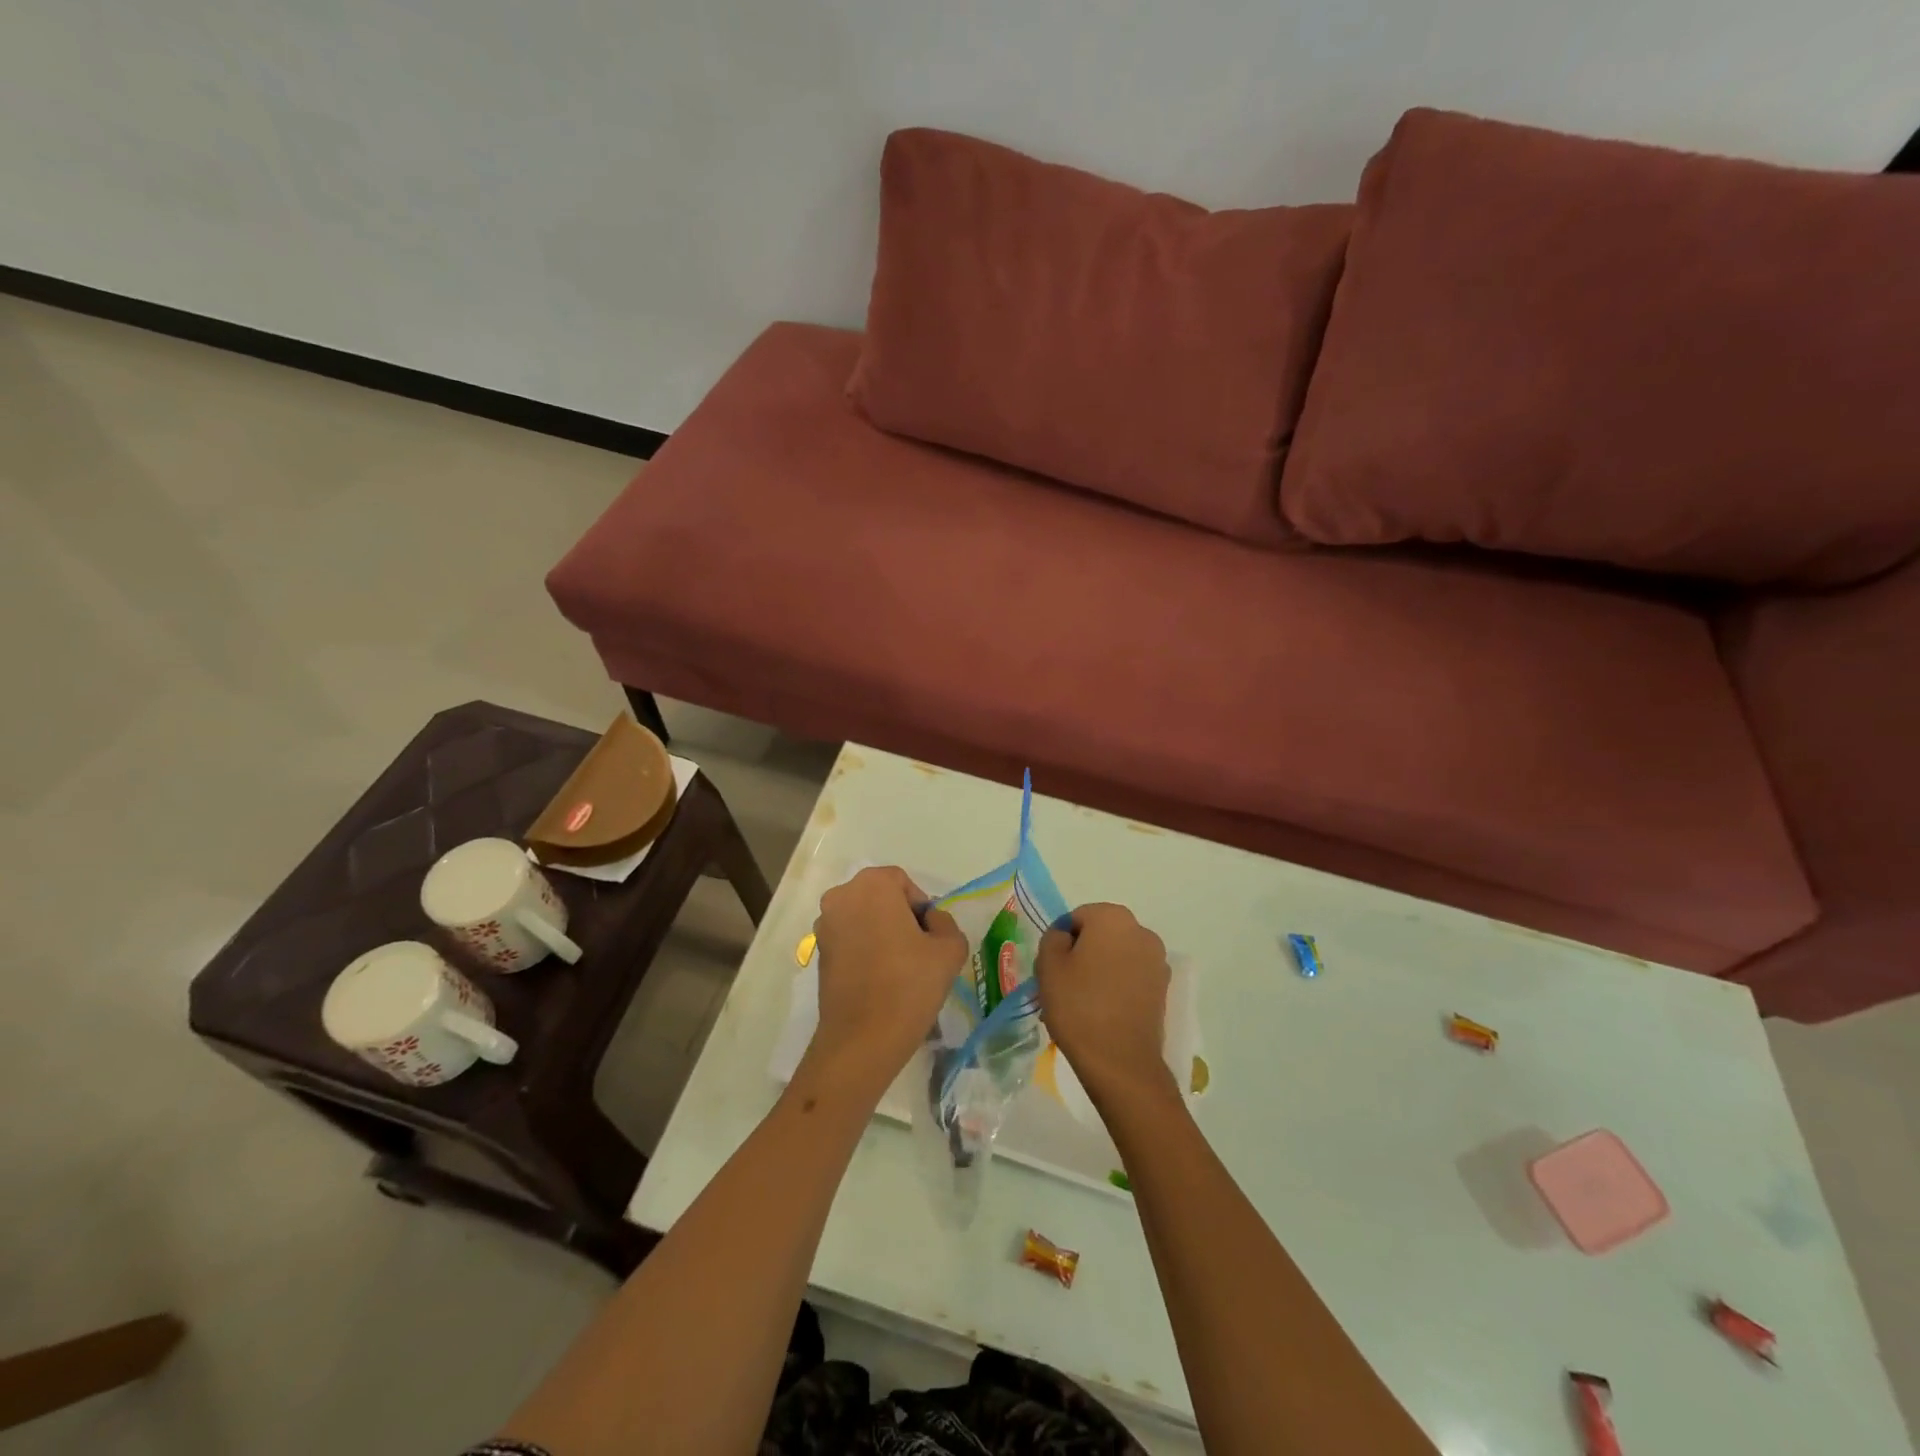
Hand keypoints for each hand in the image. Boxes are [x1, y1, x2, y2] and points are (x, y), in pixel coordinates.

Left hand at [806, 866, 965, 1094]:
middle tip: (918, 952)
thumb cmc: (908, 986)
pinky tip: (880, 979)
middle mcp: (842, 896)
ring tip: (900, 969)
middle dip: (900, 918)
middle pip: (881, 897)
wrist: (862, 1040)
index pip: (904, 883)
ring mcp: (824, 925)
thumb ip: (945, 923)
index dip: (922, 908)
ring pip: (864, 919)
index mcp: (872, 885)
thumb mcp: (949, 949)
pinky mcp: (818, 952)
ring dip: (882, 934)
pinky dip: (865, 950)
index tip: (930, 938)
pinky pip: (850, 939)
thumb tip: (930, 922)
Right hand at [1036, 903, 1174, 1102]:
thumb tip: (1065, 937)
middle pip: (1100, 934)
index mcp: (1113, 917)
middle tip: (1066, 985)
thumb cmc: (1079, 1006)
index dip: (1061, 942)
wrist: (1121, 1062)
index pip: (1077, 918)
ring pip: (1117, 956)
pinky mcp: (1163, 988)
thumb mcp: (1048, 965)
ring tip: (1084, 1002)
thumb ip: (1052, 938)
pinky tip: (1105, 1011)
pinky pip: (1132, 976)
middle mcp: (1141, 931)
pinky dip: (1118, 986)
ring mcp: (1157, 960)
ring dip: (1101, 969)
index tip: (1054, 970)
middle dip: (1083, 953)